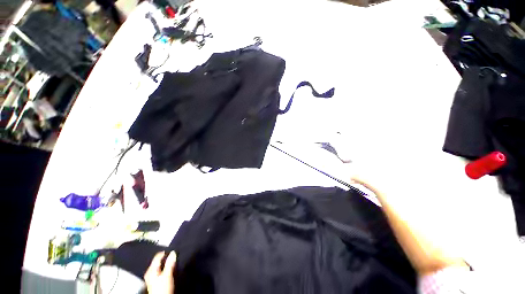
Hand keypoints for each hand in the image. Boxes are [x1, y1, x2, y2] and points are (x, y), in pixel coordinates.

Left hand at [144, 251, 176, 293]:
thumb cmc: (162, 289)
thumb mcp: (167, 274)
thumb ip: (170, 263)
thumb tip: (173, 252)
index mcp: (150, 270)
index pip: (157, 256)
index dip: (165, 252)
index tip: (172, 250)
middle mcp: (150, 273)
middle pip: (158, 261)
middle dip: (166, 258)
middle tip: (173, 255)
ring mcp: (152, 278)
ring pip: (160, 266)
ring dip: (166, 263)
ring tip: (172, 262)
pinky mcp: (156, 282)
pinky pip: (161, 271)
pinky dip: (166, 268)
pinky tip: (170, 270)